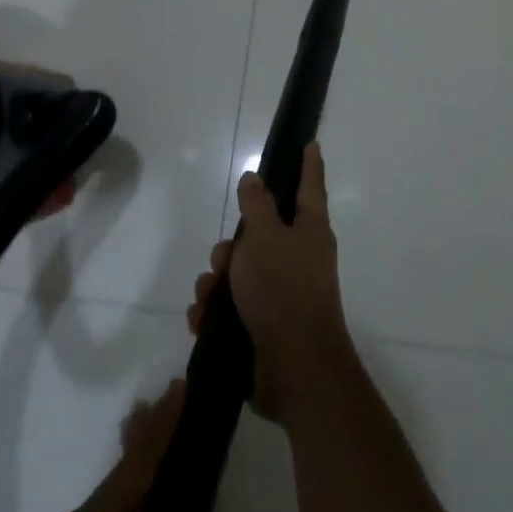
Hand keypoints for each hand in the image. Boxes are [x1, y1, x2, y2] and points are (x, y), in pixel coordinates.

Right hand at [188, 141, 350, 424]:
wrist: (293, 369)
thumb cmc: (283, 289)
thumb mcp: (265, 237)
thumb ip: (257, 205)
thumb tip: (255, 177)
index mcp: (310, 231)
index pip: (309, 186)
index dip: (308, 164)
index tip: (310, 143)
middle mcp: (300, 258)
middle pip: (260, 234)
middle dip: (232, 246)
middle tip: (224, 259)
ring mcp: (283, 293)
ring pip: (240, 272)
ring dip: (217, 283)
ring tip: (208, 298)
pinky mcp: (265, 326)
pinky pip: (233, 307)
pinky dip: (215, 312)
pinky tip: (202, 320)